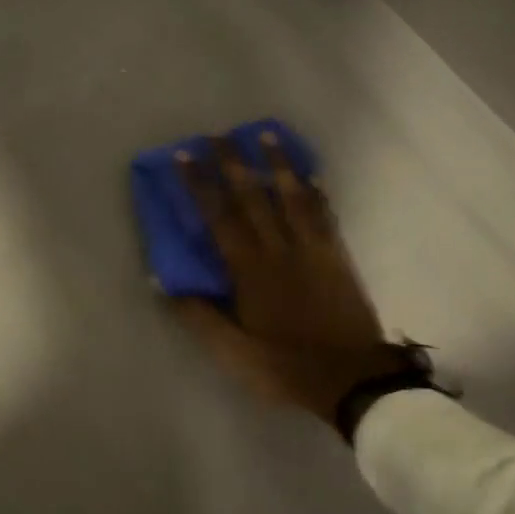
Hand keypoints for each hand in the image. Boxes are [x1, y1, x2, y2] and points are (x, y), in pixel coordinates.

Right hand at [173, 133, 412, 432]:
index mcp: (249, 270)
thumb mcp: (233, 352)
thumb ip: (199, 316)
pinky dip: (316, 193)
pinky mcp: (337, 257)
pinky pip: (324, 216)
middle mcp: (279, 250)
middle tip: (218, 134)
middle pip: (253, 197)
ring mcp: (312, 250)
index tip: (186, 155)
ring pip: (292, 197)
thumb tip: (163, 283)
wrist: (352, 379)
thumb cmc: (286, 366)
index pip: (219, 217)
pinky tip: (312, 175)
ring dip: (277, 163)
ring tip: (266, 135)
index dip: (200, 184)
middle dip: (233, 162)